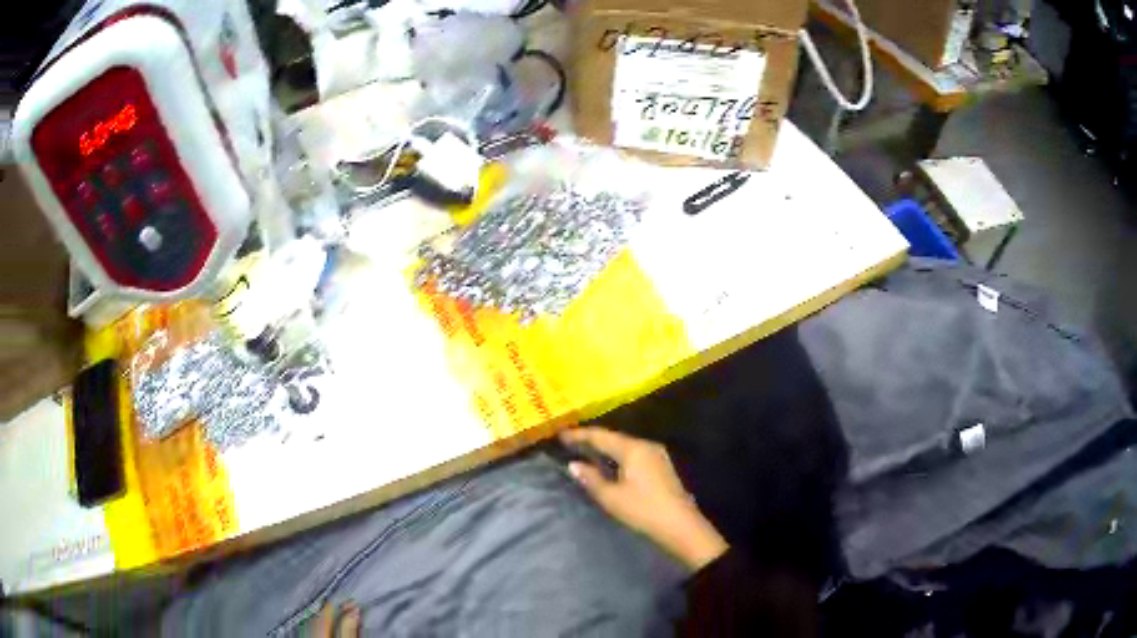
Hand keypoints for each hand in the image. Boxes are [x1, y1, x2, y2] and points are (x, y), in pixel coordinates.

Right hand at [560, 427, 728, 570]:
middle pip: (614, 438)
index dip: (579, 435)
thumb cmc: (643, 510)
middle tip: (570, 443)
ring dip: (605, 448)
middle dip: (592, 440)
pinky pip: (634, 454)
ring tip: (585, 452)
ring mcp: (656, 455)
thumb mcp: (612, 497)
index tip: (560, 435)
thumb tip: (574, 465)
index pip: (601, 436)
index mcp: (633, 449)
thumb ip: (591, 479)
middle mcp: (646, 445)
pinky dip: (617, 456)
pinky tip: (608, 464)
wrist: (680, 525)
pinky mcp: (661, 466)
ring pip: (625, 446)